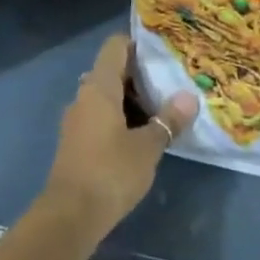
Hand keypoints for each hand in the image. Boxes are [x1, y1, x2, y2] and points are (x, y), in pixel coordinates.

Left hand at [43, 33, 197, 243]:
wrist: (70, 215)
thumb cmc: (110, 172)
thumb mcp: (147, 147)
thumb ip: (168, 120)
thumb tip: (189, 97)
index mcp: (99, 87)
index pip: (115, 46)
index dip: (138, 44)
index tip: (163, 53)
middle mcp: (84, 96)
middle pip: (112, 71)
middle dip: (140, 76)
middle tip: (171, 84)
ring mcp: (77, 119)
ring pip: (106, 96)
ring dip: (131, 100)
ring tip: (162, 110)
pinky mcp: (76, 141)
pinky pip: (100, 116)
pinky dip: (120, 118)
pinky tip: (141, 135)